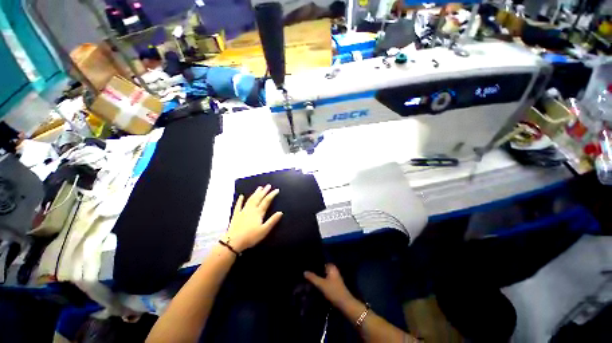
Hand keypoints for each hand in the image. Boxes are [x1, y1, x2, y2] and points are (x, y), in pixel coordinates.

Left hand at [224, 185, 282, 252]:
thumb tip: (280, 212)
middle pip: (258, 198)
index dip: (272, 195)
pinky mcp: (236, 215)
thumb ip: (272, 221)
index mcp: (258, 213)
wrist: (233, 242)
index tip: (276, 190)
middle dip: (264, 191)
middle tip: (268, 185)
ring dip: (255, 193)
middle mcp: (251, 209)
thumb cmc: (251, 237)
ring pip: (250, 200)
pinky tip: (241, 196)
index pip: (266, 201)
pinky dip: (240, 200)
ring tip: (259, 187)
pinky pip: (238, 205)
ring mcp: (243, 211)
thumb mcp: (264, 230)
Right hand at [304, 264, 354, 307]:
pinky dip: (321, 279)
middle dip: (316, 269)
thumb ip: (313, 278)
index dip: (315, 262)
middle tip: (306, 270)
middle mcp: (334, 270)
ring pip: (324, 274)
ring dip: (318, 275)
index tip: (307, 263)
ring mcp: (335, 277)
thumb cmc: (333, 291)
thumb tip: (304, 272)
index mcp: (331, 267)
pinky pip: (326, 278)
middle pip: (322, 268)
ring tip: (309, 276)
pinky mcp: (335, 283)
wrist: (344, 303)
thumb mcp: (321, 284)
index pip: (322, 261)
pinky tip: (315, 282)